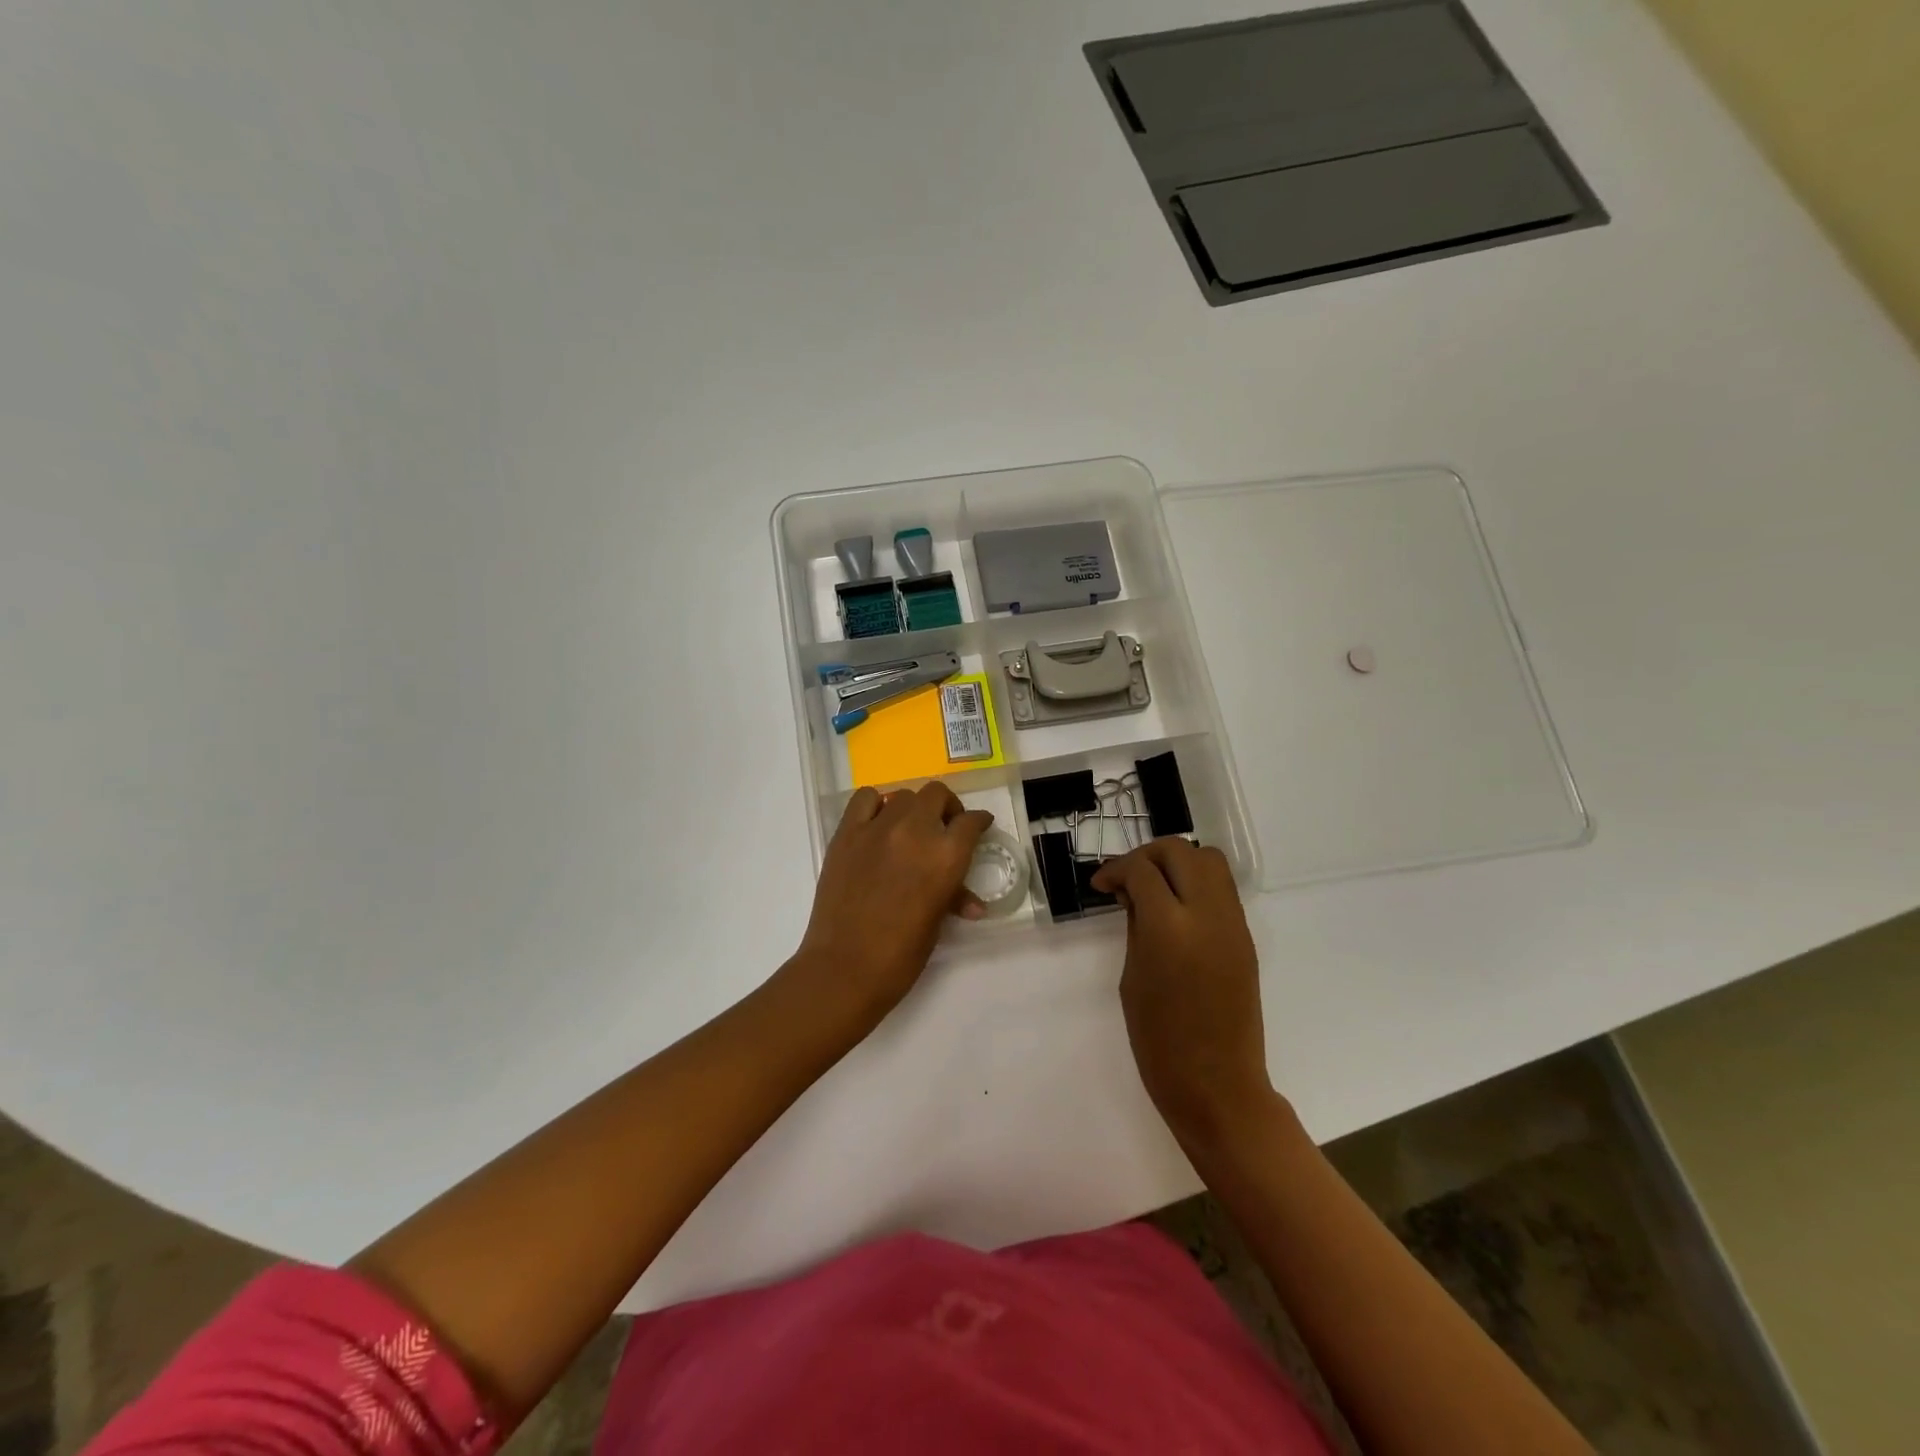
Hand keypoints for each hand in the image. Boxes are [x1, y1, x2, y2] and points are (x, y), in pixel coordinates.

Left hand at [793, 782, 992, 1030]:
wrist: (845, 967)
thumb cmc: (900, 955)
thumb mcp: (937, 923)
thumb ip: (953, 898)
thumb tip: (972, 904)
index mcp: (946, 856)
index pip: (971, 822)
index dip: (979, 821)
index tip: (979, 825)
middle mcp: (915, 831)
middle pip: (937, 795)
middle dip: (947, 808)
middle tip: (945, 827)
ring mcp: (877, 828)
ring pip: (904, 795)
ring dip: (914, 808)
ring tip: (911, 829)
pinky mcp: (846, 833)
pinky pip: (865, 799)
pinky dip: (876, 805)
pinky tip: (878, 824)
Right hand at [1091, 839, 1276, 1149]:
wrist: (1217, 1084)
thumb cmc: (1159, 1040)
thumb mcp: (1132, 976)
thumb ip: (1136, 925)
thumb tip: (1133, 894)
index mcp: (1169, 928)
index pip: (1142, 870)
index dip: (1116, 869)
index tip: (1101, 885)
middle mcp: (1207, 914)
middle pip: (1180, 851)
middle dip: (1148, 856)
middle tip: (1127, 880)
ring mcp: (1233, 924)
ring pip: (1210, 861)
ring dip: (1177, 863)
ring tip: (1155, 889)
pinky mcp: (1245, 938)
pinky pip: (1221, 890)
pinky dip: (1196, 884)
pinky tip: (1176, 911)